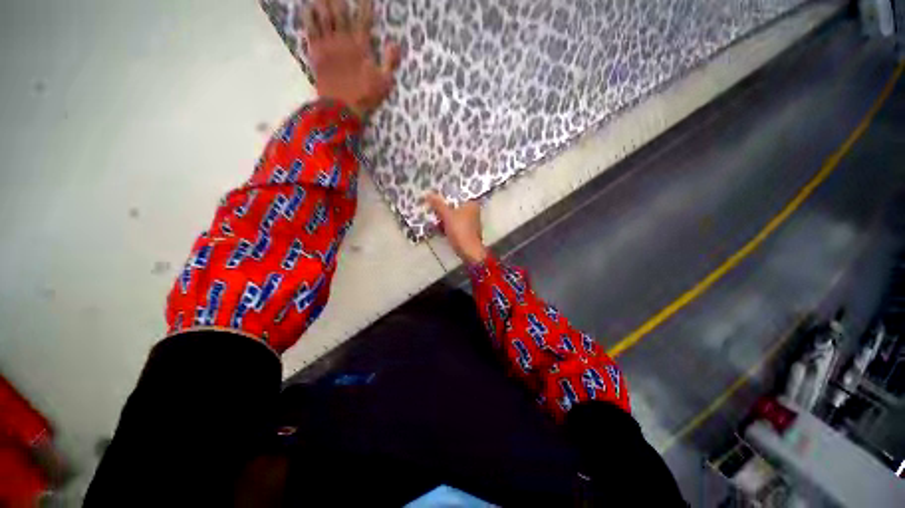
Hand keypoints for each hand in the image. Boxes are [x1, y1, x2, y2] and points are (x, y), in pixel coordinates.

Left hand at [303, 0, 401, 118]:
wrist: (341, 108)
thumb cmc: (365, 96)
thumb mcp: (384, 83)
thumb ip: (390, 62)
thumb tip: (396, 44)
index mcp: (361, 45)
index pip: (364, 18)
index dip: (365, 4)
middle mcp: (343, 39)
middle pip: (339, 10)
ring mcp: (327, 44)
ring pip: (323, 15)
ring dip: (323, 2)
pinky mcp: (316, 52)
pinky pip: (310, 29)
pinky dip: (309, 16)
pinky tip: (308, 7)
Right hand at [426, 193, 488, 265]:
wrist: (469, 251)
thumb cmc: (460, 230)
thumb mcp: (447, 215)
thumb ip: (438, 204)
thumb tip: (428, 193)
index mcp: (471, 203)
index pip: (458, 193)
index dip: (447, 192)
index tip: (435, 191)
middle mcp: (473, 210)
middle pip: (455, 204)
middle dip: (443, 205)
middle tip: (430, 202)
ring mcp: (470, 221)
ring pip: (454, 214)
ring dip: (443, 215)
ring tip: (431, 212)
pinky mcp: (466, 231)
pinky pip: (454, 223)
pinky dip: (446, 223)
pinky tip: (437, 224)